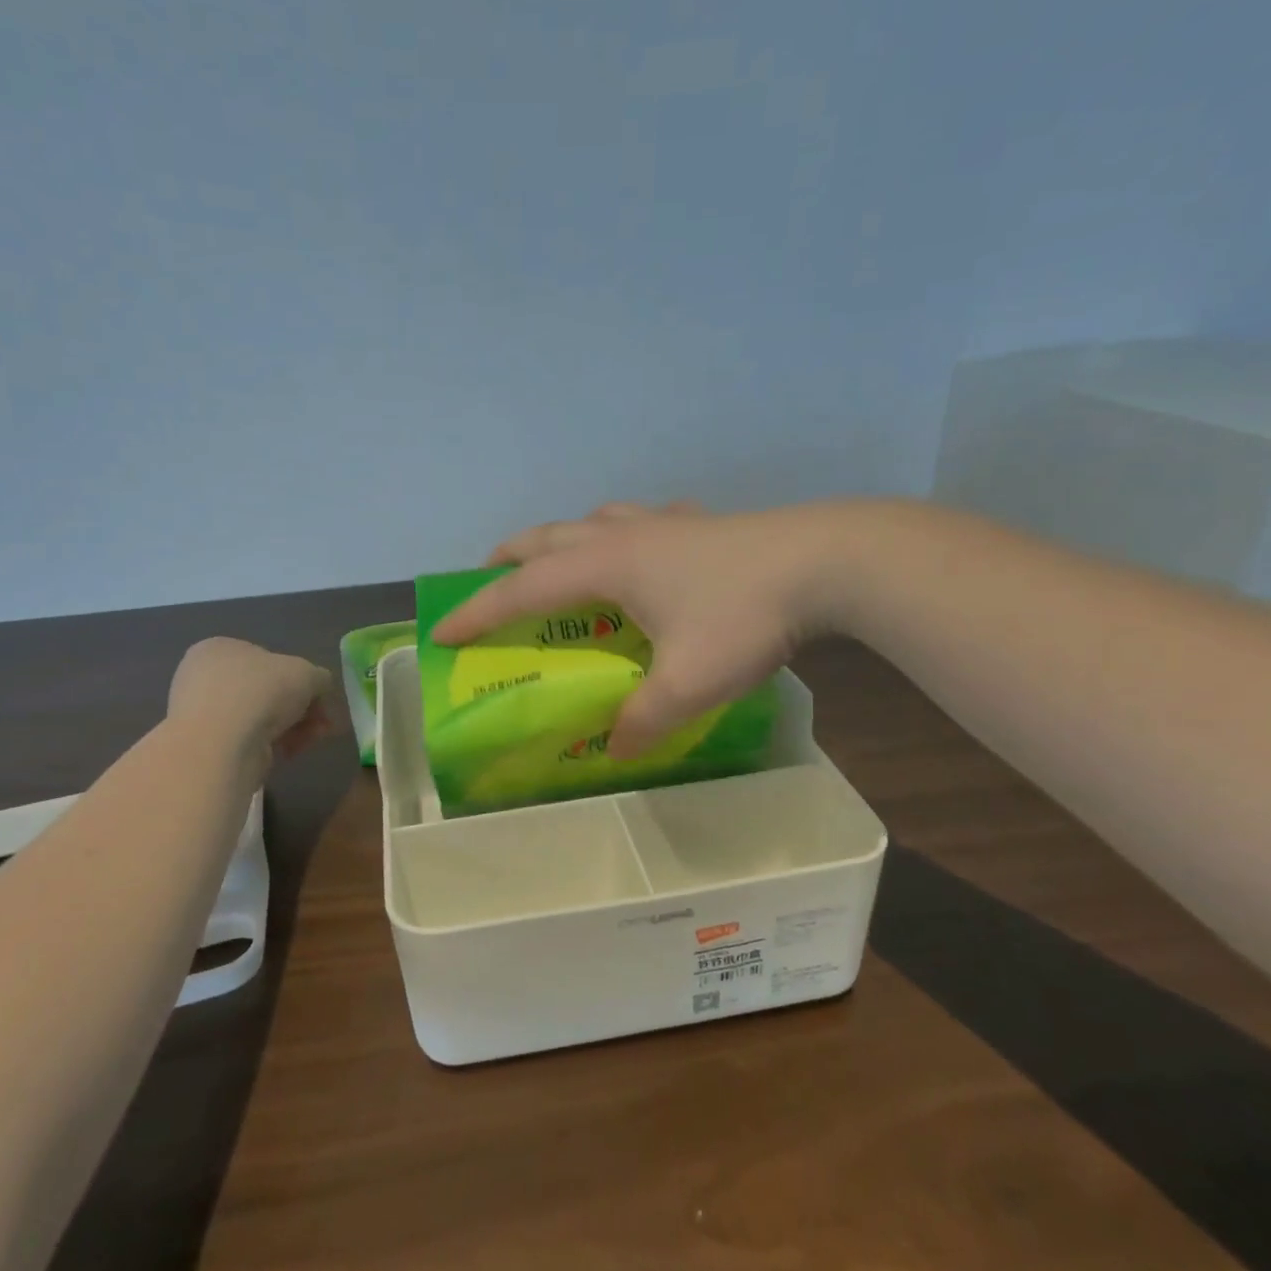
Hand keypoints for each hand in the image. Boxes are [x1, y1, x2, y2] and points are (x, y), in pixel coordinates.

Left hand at [167, 638, 334, 764]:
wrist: (221, 745)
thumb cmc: (261, 692)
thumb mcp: (307, 673)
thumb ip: (319, 678)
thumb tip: (320, 689)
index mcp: (220, 648)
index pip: (268, 661)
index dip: (301, 681)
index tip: (322, 701)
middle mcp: (204, 677)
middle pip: (267, 692)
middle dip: (301, 709)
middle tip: (323, 725)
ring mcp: (201, 715)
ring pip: (260, 718)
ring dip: (291, 729)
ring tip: (309, 741)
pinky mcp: (206, 748)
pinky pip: (249, 742)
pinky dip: (272, 746)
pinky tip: (287, 753)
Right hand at [432, 500, 855, 757]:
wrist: (827, 562)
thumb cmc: (744, 617)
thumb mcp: (688, 684)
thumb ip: (644, 721)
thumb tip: (615, 750)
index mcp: (607, 566)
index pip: (522, 589)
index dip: (478, 612)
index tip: (443, 631)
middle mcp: (626, 536)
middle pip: (548, 538)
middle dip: (508, 558)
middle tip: (486, 578)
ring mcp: (667, 523)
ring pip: (594, 520)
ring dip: (564, 539)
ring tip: (560, 561)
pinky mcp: (703, 524)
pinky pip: (645, 522)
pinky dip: (624, 534)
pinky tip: (647, 550)